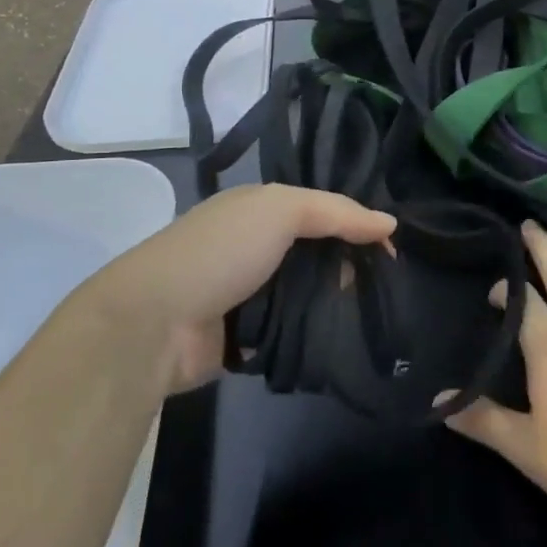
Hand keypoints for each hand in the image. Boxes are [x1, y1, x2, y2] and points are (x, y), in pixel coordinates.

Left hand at [99, 185, 394, 394]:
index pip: (321, 209)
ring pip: (308, 292)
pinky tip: (343, 338)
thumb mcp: (281, 211)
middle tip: (385, 285)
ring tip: (371, 314)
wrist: (155, 322)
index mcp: (260, 208)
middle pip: (317, 252)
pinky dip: (312, 332)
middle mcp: (255, 245)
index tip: (392, 249)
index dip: (357, 224)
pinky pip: (292, 329)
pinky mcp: (246, 336)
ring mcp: (249, 292)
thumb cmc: (221, 251)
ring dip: (333, 302)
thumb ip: (336, 212)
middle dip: (349, 265)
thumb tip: (389, 223)